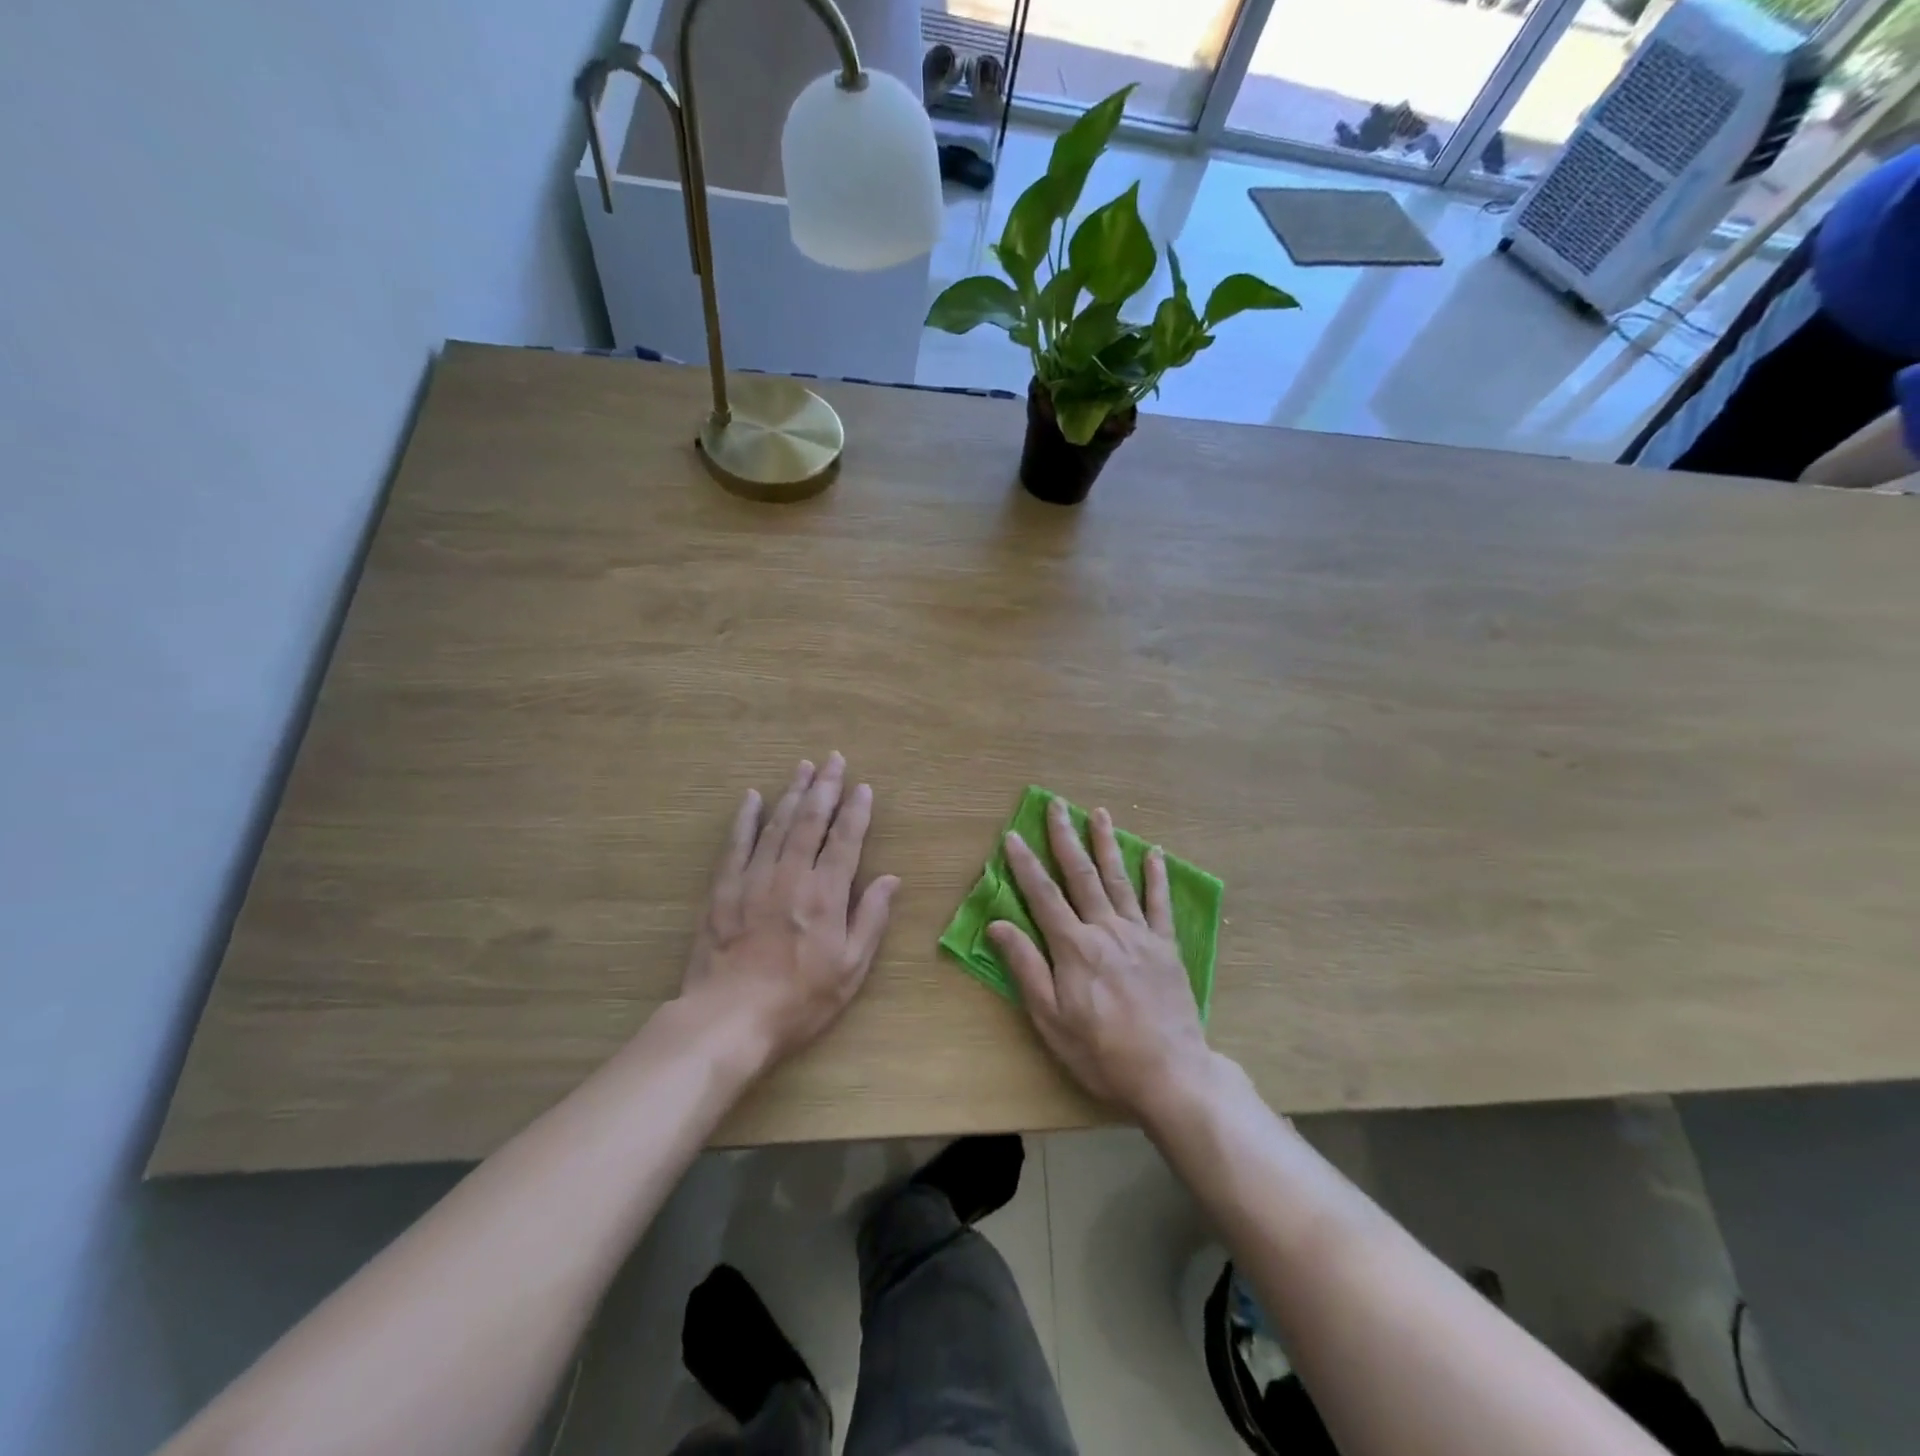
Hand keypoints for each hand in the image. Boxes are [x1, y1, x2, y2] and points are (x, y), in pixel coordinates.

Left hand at [680, 753, 899, 1062]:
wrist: (729, 1021)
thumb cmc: (799, 1001)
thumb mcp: (850, 970)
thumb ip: (870, 919)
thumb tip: (892, 879)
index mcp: (826, 895)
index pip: (845, 840)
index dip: (856, 811)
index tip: (862, 786)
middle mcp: (791, 876)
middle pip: (810, 822)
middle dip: (824, 788)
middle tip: (833, 760)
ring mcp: (753, 880)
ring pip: (776, 825)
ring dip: (792, 794)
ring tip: (803, 768)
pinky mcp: (722, 890)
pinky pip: (735, 845)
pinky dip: (745, 819)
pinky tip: (752, 798)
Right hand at [990, 799, 1212, 1120]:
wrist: (1169, 1073)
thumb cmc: (1101, 1051)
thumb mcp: (1051, 1018)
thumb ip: (1026, 967)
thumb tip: (998, 924)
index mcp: (1073, 946)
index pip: (1042, 895)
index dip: (1025, 864)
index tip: (1013, 835)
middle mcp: (1105, 929)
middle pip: (1081, 875)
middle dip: (1065, 838)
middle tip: (1056, 805)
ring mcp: (1139, 934)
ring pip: (1119, 878)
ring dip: (1107, 844)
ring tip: (1099, 813)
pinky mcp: (1166, 946)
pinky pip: (1160, 903)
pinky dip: (1156, 876)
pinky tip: (1154, 853)